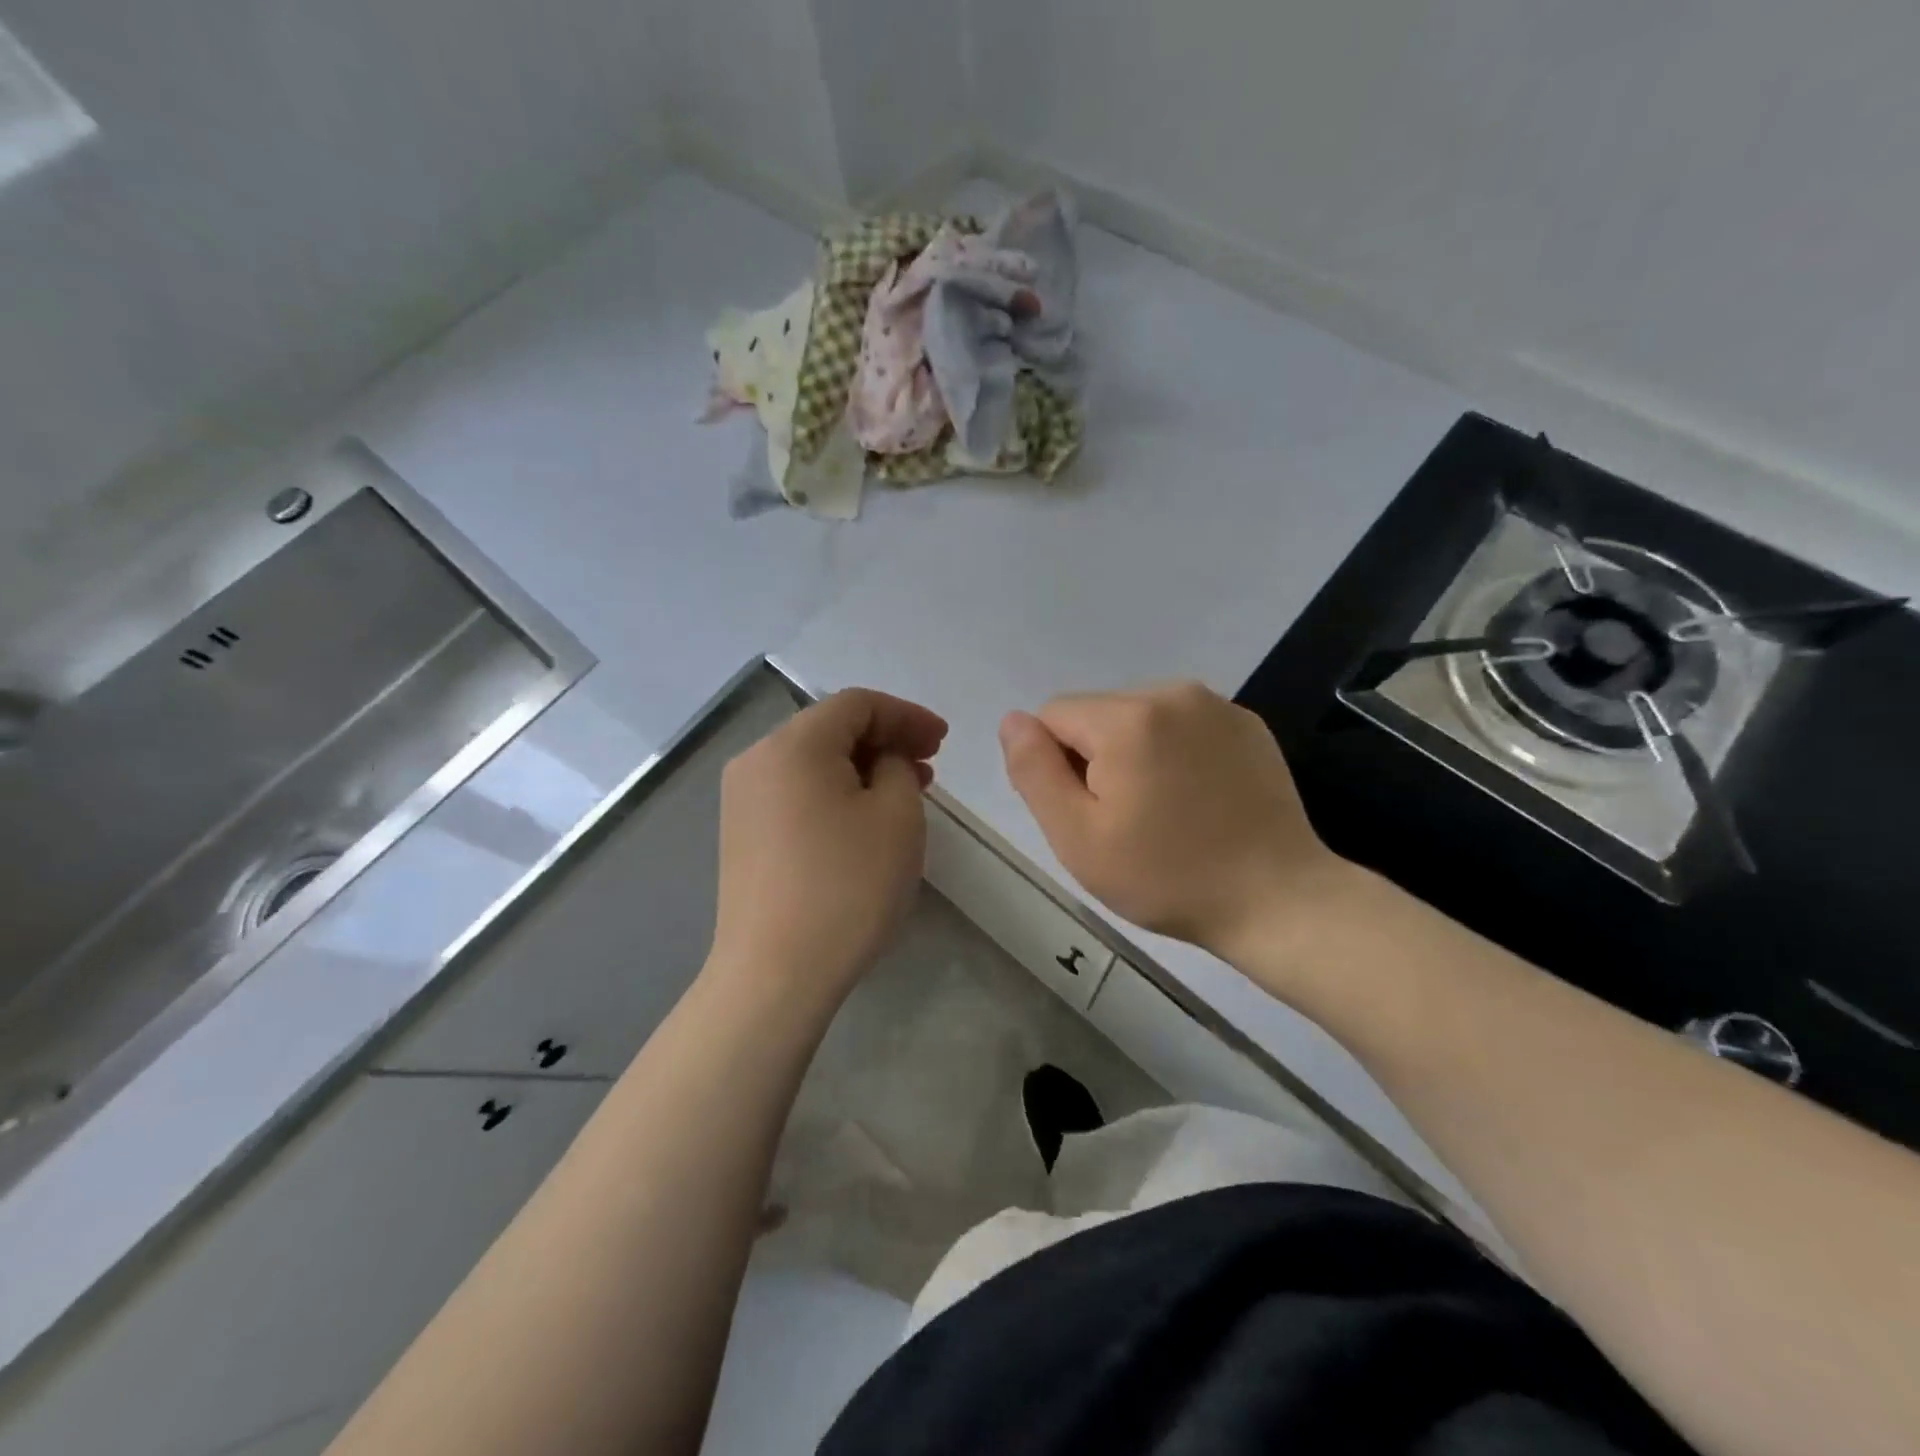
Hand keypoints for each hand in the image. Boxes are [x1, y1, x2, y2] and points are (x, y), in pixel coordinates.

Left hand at [709, 689, 946, 1013]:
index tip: (944, 741)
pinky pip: (797, 792)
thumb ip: (898, 767)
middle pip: (831, 729)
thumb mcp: (896, 815)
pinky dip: (835, 792)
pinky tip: (864, 819)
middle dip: (886, 740)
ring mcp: (743, 799)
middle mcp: (758, 760)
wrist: (775, 974)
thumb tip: (883, 760)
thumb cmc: (846, 887)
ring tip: (906, 793)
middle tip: (930, 765)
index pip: (857, 704)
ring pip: (814, 762)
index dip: (906, 715)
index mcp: (793, 745)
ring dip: (863, 767)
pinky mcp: (742, 834)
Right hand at [999, 681, 1344, 960]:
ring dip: (1133, 752)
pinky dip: (1174, 751)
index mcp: (1126, 718)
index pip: (1053, 716)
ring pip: (1137, 716)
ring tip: (1163, 810)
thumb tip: (1013, 720)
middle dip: (1095, 757)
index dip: (1057, 766)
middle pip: (1097, 713)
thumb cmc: (1166, 877)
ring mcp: (1215, 705)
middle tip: (1125, 819)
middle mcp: (1171, 693)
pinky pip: (1181, 724)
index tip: (1089, 812)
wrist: (1278, 900)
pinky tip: (1197, 798)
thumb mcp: (1078, 837)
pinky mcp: (1245, 723)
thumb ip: (1034, 771)